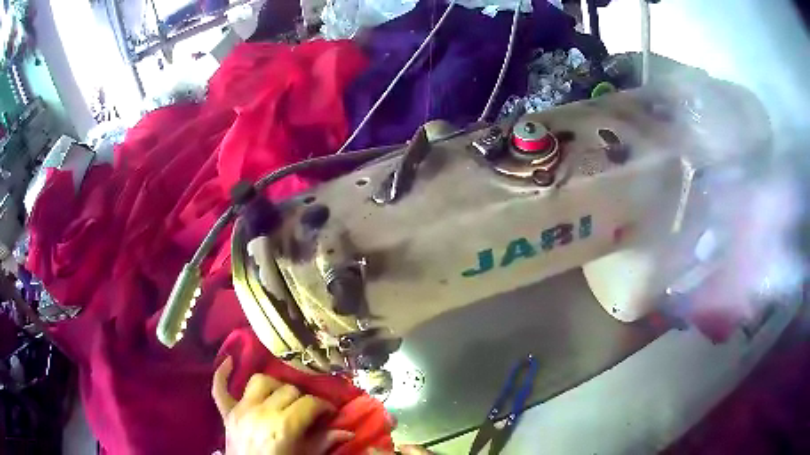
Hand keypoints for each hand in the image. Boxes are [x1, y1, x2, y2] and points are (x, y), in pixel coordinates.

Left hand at [212, 357, 351, 454]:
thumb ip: (324, 442)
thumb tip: (347, 430)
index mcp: (284, 426)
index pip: (310, 403)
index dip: (324, 406)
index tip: (330, 412)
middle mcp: (261, 412)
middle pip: (288, 389)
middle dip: (303, 398)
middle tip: (309, 410)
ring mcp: (240, 410)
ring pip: (259, 381)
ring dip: (274, 386)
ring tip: (282, 396)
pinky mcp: (226, 413)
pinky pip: (219, 388)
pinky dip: (222, 374)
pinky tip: (229, 361)